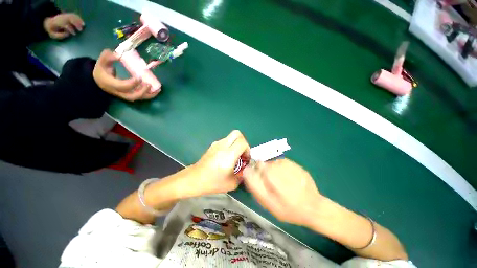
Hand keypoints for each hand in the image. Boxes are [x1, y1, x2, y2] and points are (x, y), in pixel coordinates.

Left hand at [43, 13, 83, 38]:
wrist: (47, 22)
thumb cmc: (51, 30)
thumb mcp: (53, 35)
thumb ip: (60, 35)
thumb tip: (68, 34)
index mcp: (57, 23)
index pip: (65, 25)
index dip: (70, 29)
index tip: (74, 34)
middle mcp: (61, 18)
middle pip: (69, 19)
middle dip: (75, 24)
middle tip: (81, 29)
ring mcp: (64, 15)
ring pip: (72, 16)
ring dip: (78, 20)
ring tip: (83, 25)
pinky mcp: (66, 15)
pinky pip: (73, 15)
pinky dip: (78, 18)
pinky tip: (81, 22)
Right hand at [93, 49, 158, 101]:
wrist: (99, 81)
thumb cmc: (101, 70)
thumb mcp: (102, 61)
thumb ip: (108, 56)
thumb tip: (119, 54)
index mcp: (110, 84)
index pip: (123, 86)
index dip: (132, 83)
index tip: (139, 77)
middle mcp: (119, 92)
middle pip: (132, 96)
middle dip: (142, 91)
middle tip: (149, 84)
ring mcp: (125, 95)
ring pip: (138, 98)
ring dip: (149, 95)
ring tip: (157, 89)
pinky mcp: (130, 95)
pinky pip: (140, 97)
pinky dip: (149, 95)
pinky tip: (156, 91)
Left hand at [182, 130, 250, 197]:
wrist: (193, 179)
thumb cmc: (212, 182)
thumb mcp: (232, 183)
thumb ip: (243, 175)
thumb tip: (246, 168)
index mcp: (228, 155)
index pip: (243, 142)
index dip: (247, 149)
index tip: (245, 159)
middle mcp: (222, 146)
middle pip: (237, 133)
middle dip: (243, 142)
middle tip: (242, 153)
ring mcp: (216, 144)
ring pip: (231, 136)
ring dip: (236, 144)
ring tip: (234, 156)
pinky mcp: (213, 145)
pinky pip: (225, 140)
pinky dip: (230, 145)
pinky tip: (226, 157)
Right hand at [243, 158, 322, 225]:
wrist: (313, 208)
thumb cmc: (288, 209)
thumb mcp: (268, 202)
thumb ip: (255, 185)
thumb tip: (247, 171)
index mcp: (270, 173)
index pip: (257, 165)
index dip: (258, 173)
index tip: (263, 183)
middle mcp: (279, 165)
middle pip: (266, 164)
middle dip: (266, 173)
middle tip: (273, 187)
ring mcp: (289, 164)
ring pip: (274, 164)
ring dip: (275, 172)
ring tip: (282, 185)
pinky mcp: (296, 165)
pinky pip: (283, 164)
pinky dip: (283, 171)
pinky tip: (289, 181)